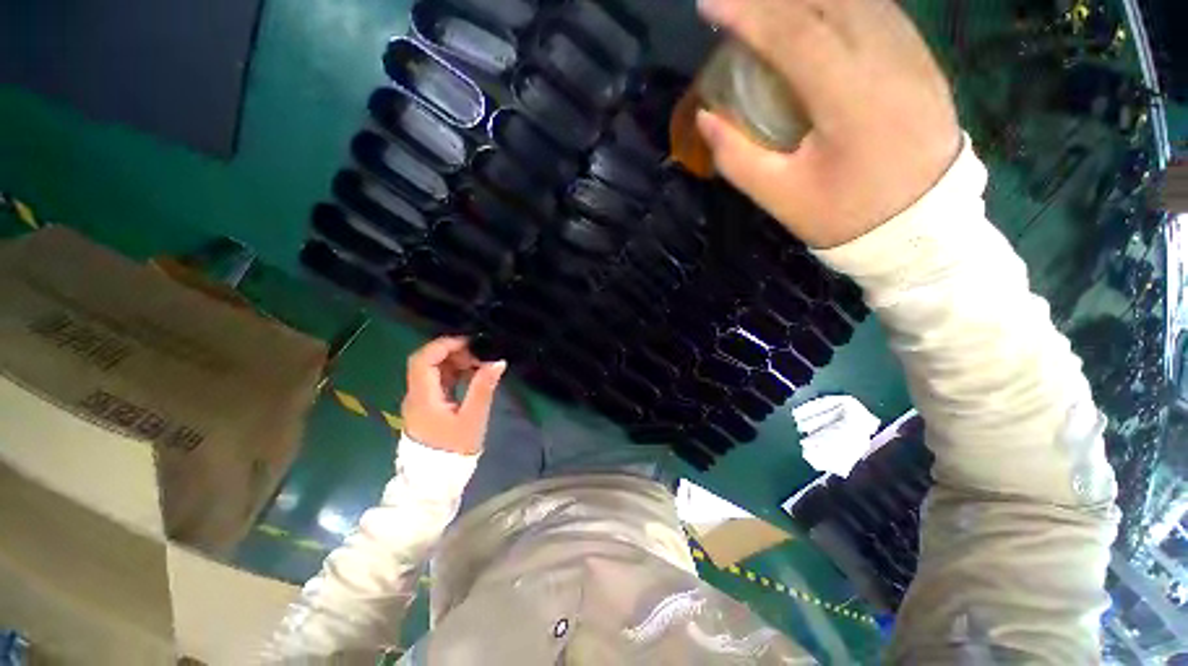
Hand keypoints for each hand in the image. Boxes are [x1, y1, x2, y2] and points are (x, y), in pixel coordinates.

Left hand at [401, 337, 506, 455]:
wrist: (435, 479)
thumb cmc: (454, 449)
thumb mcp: (473, 418)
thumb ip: (483, 388)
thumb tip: (498, 362)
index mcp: (423, 397)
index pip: (423, 360)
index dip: (444, 346)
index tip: (469, 343)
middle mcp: (416, 395)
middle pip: (427, 362)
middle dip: (452, 352)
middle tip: (478, 355)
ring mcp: (420, 401)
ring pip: (433, 371)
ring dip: (454, 362)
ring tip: (478, 365)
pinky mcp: (427, 406)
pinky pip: (438, 382)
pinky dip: (454, 373)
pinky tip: (471, 376)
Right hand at [696, 0, 961, 247]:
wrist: (921, 226)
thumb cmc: (844, 216)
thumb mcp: (781, 197)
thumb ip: (737, 157)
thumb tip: (705, 118)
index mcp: (850, 98)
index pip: (793, 33)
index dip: (747, 13)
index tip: (708, 5)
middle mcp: (887, 59)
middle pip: (825, 1)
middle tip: (734, 4)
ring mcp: (911, 53)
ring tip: (767, 7)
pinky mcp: (921, 58)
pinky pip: (875, 9)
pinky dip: (837, 2)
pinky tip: (813, 11)